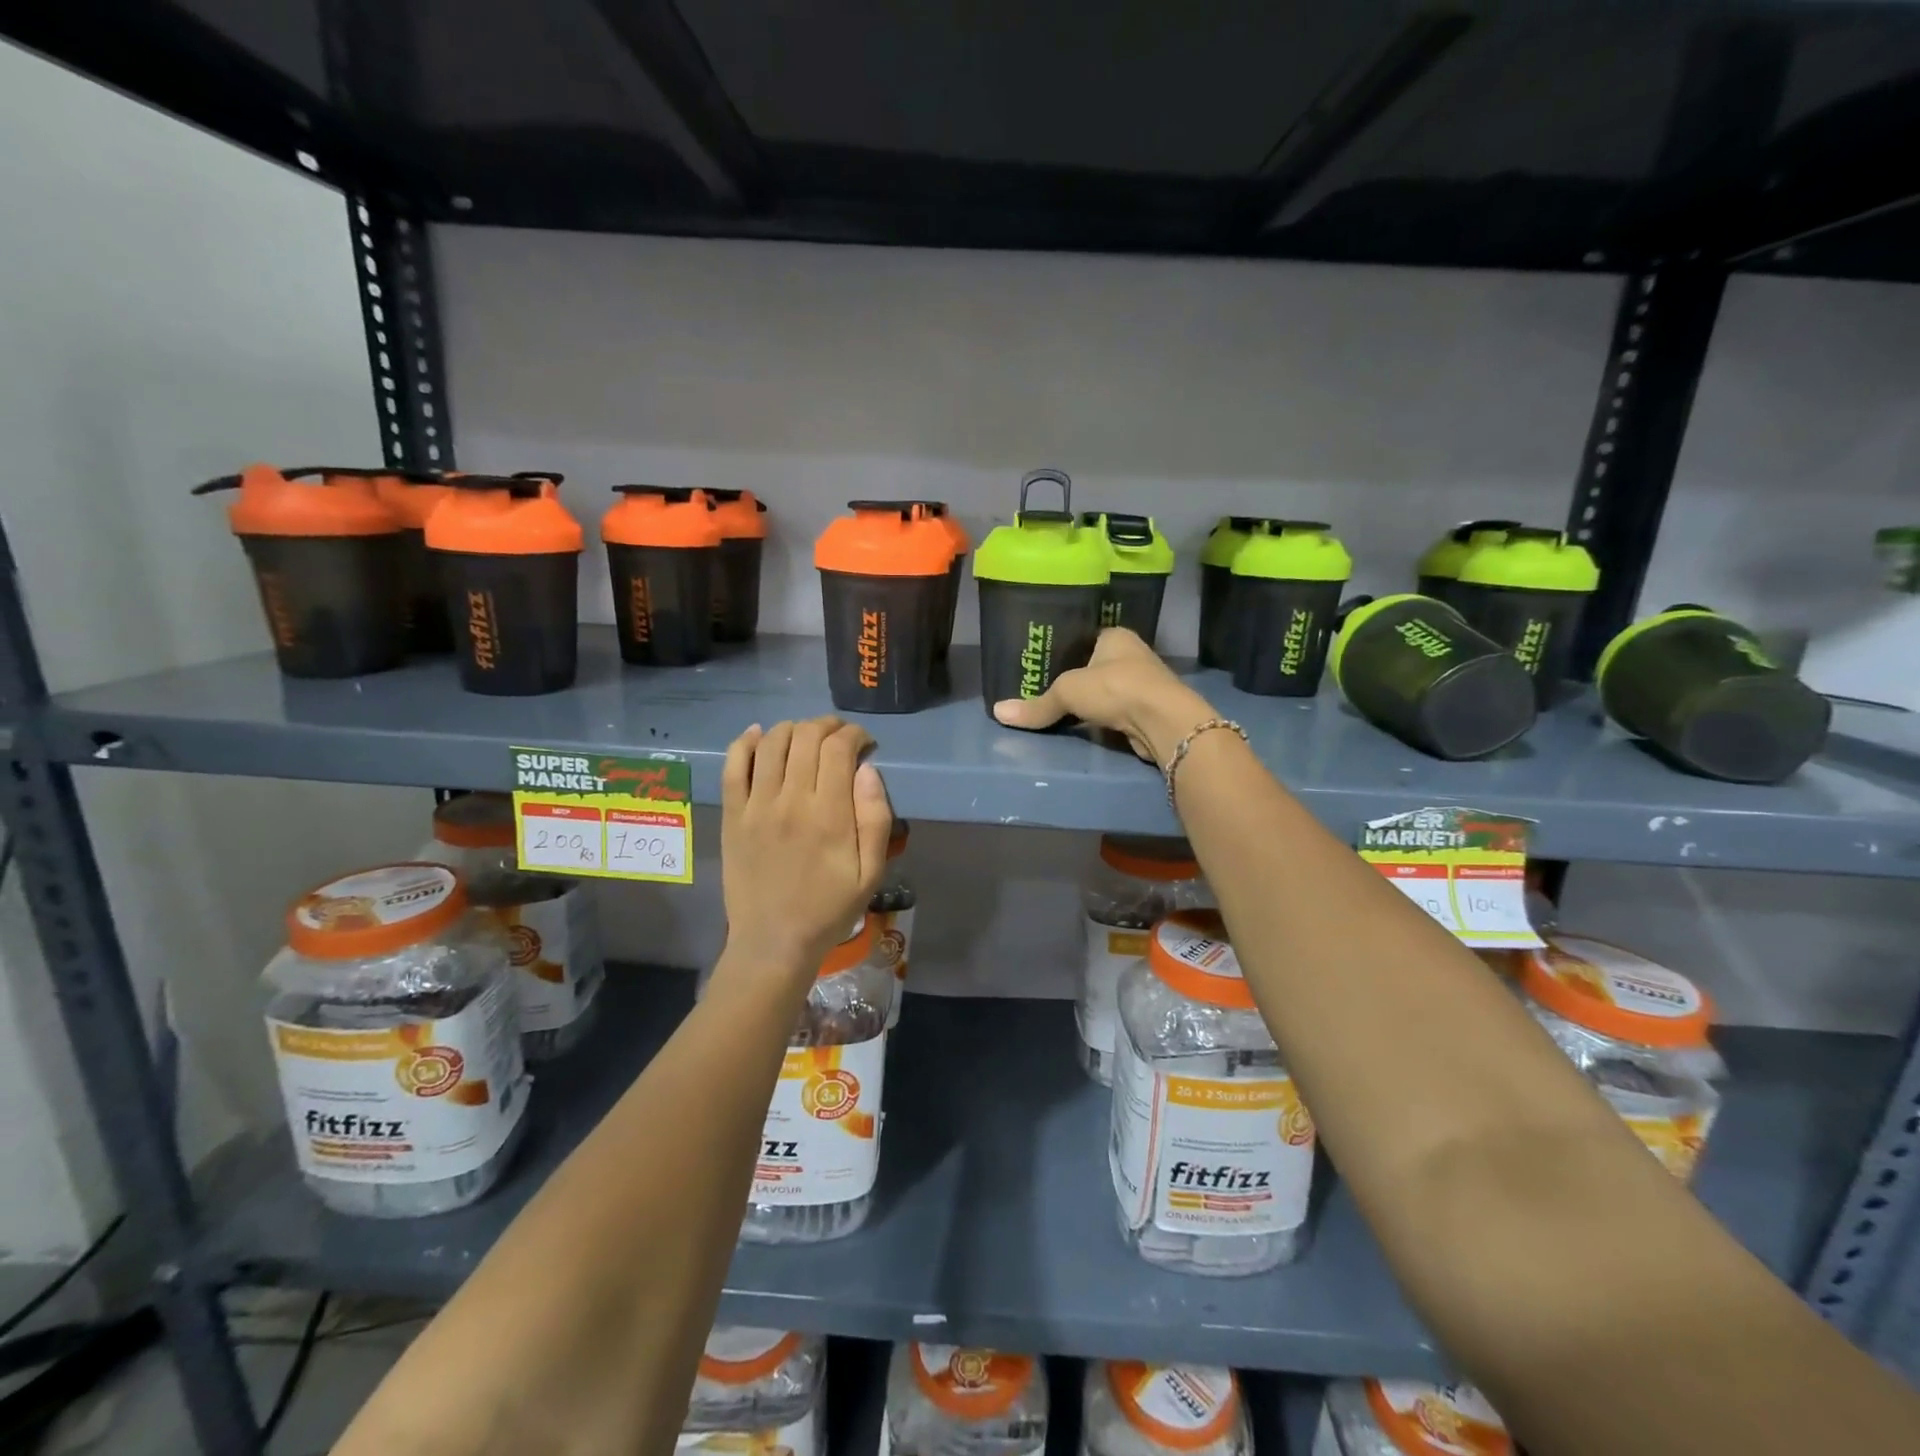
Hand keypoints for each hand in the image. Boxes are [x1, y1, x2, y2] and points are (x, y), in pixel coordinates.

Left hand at [719, 717, 892, 984]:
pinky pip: (733, 766)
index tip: (865, 743)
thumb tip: (867, 769)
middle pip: (806, 736)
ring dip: (793, 728)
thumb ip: (875, 818)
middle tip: (840, 737)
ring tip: (807, 737)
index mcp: (829, 814)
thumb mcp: (871, 872)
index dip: (855, 734)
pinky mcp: (732, 815)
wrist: (774, 941)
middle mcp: (791, 800)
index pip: (839, 748)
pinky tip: (758, 734)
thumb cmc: (829, 908)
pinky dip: (745, 742)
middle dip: (828, 725)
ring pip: (772, 742)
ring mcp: (756, 806)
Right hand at [993, 628, 1217, 763]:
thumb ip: (1037, 704)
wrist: (1163, 721)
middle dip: (1076, 678)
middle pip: (1096, 665)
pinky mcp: (1148, 711)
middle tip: (1043, 687)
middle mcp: (1133, 655)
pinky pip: (1116, 712)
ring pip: (1107, 690)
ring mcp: (1143, 684)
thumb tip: (997, 713)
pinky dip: (1102, 718)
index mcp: (1116, 636)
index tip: (1042, 661)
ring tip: (1059, 709)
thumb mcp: (1067, 691)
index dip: (1065, 648)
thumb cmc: (1115, 688)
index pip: (1085, 637)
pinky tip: (1084, 726)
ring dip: (1091, 701)